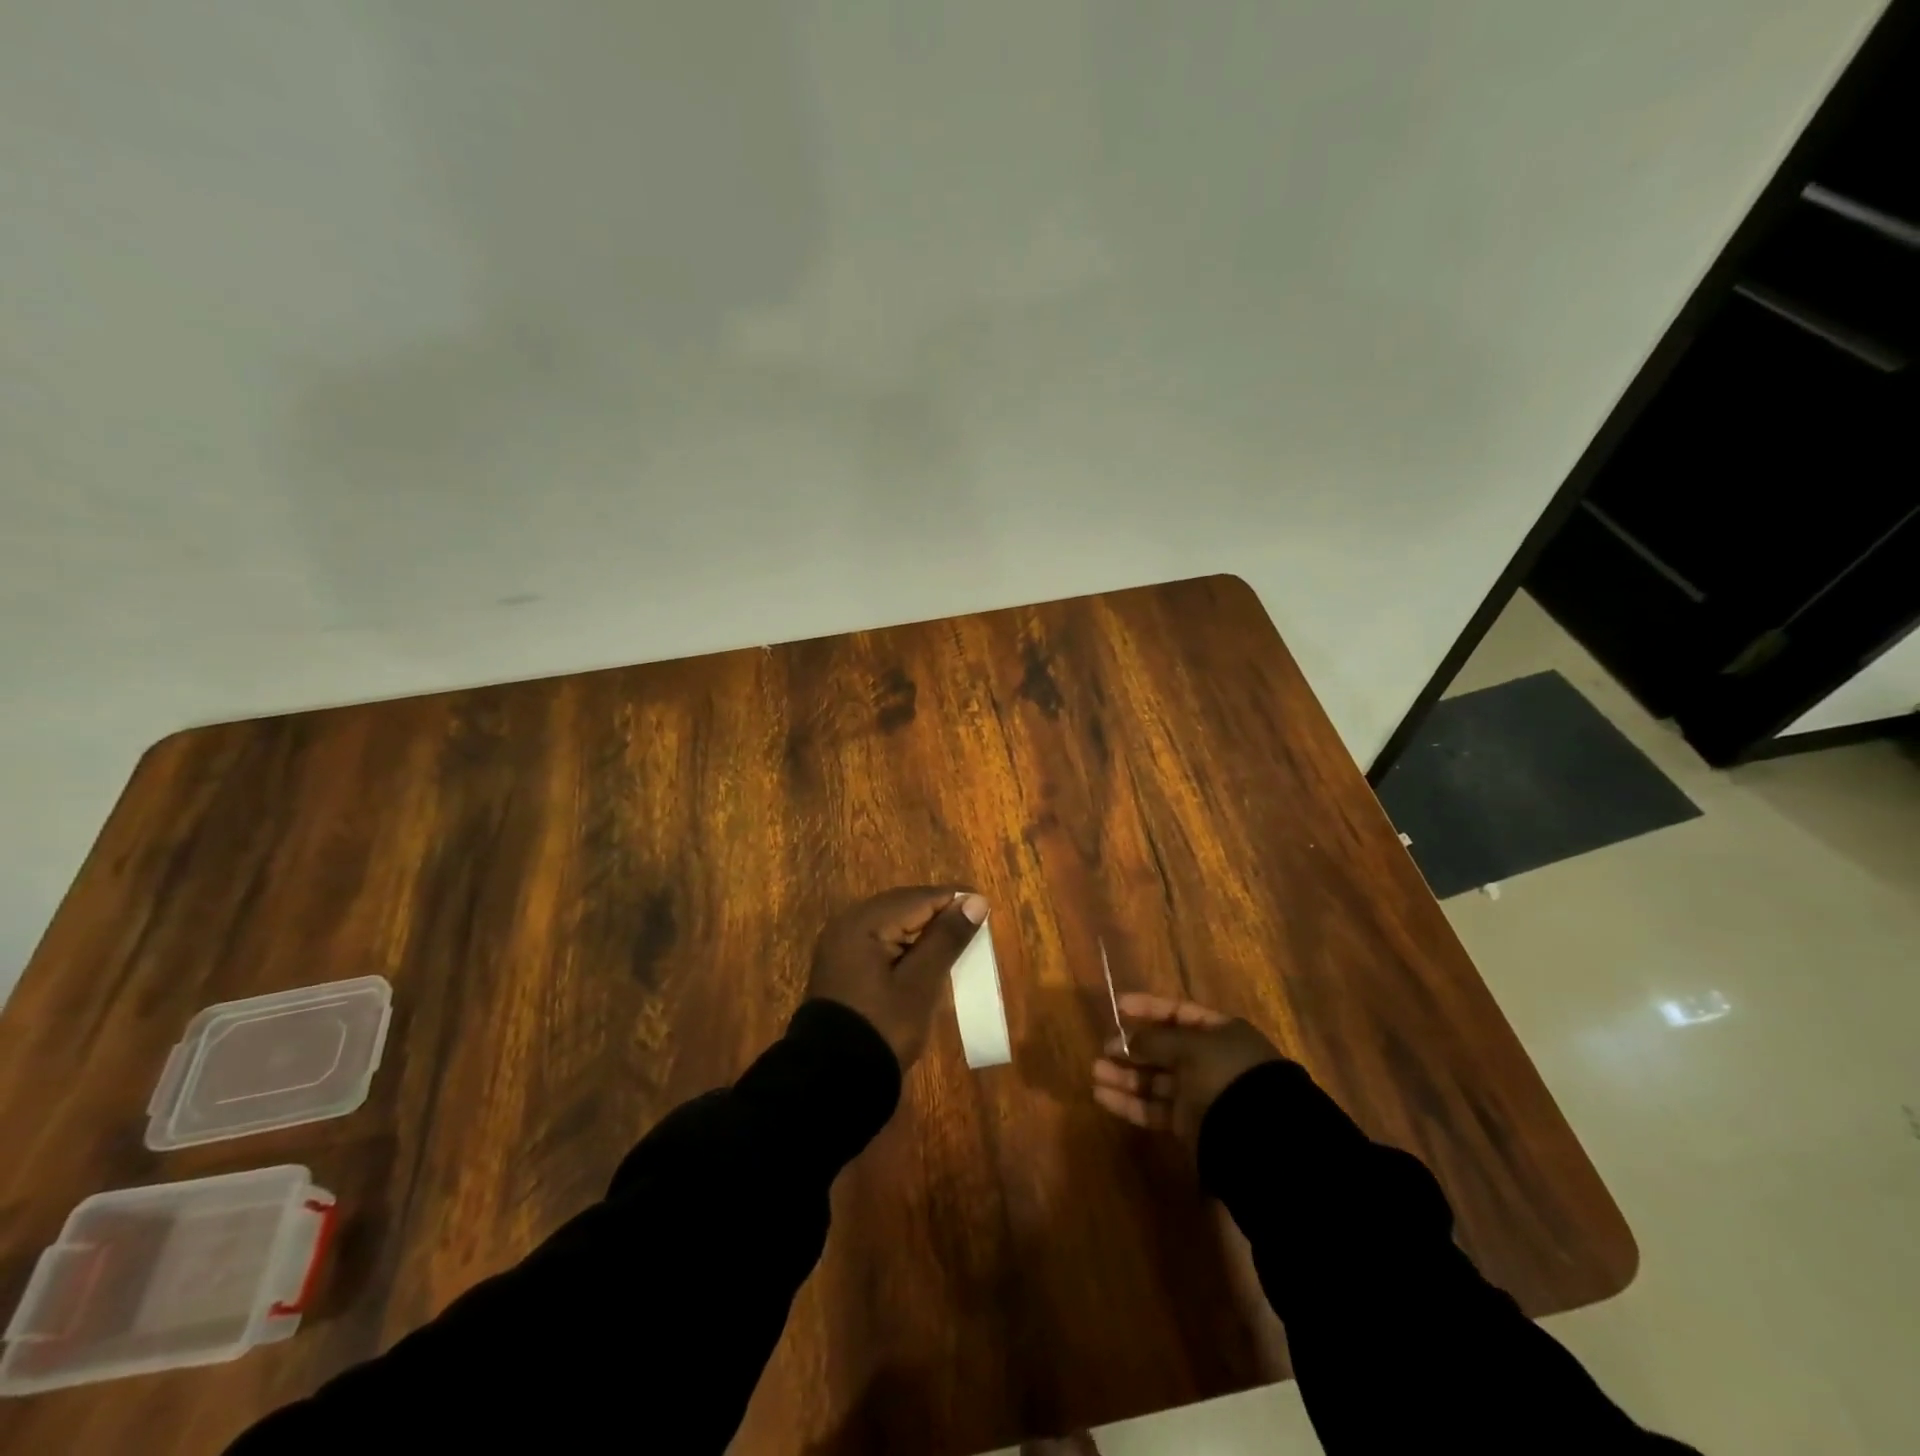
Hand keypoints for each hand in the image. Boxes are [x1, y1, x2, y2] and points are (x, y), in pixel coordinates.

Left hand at [808, 886, 989, 1068]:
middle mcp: (847, 923)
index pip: (918, 898)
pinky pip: (878, 939)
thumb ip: (947, 938)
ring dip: (922, 927)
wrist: (833, 1078)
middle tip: (974, 922)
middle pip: (902, 905)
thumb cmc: (883, 1026)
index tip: (986, 907)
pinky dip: (904, 942)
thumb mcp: (921, 983)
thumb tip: (976, 901)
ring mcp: (840, 944)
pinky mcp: (842, 964)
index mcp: (863, 922)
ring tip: (955, 938)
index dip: (954, 900)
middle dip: (938, 911)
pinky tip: (924, 956)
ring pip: (891, 921)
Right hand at [1092, 993, 1281, 1141]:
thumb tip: (1128, 1041)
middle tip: (1104, 1048)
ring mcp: (1199, 1094)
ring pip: (1155, 1081)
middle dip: (1132, 1048)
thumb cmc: (1225, 1074)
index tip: (1118, 1006)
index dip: (1148, 1008)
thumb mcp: (1190, 1047)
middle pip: (1164, 1049)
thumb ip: (1155, 1040)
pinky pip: (1154, 1109)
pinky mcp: (1189, 1126)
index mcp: (1220, 1032)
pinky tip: (1103, 1096)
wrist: (1259, 1137)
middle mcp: (1210, 1061)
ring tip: (1095, 1073)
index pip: (1179, 1013)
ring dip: (1125, 1077)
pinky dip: (1129, 1103)